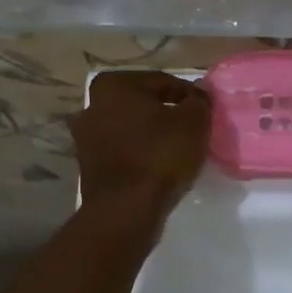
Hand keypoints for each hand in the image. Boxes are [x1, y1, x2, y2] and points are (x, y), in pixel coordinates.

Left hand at [73, 70, 212, 226]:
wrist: (126, 210)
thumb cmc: (160, 156)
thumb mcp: (193, 122)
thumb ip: (199, 101)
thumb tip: (198, 95)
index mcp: (113, 85)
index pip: (163, 82)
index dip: (189, 96)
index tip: (206, 112)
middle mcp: (92, 105)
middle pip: (143, 105)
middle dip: (167, 114)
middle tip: (193, 130)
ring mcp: (86, 137)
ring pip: (132, 129)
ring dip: (153, 135)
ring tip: (178, 151)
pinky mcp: (89, 165)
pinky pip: (124, 152)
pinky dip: (141, 155)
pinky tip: (158, 167)